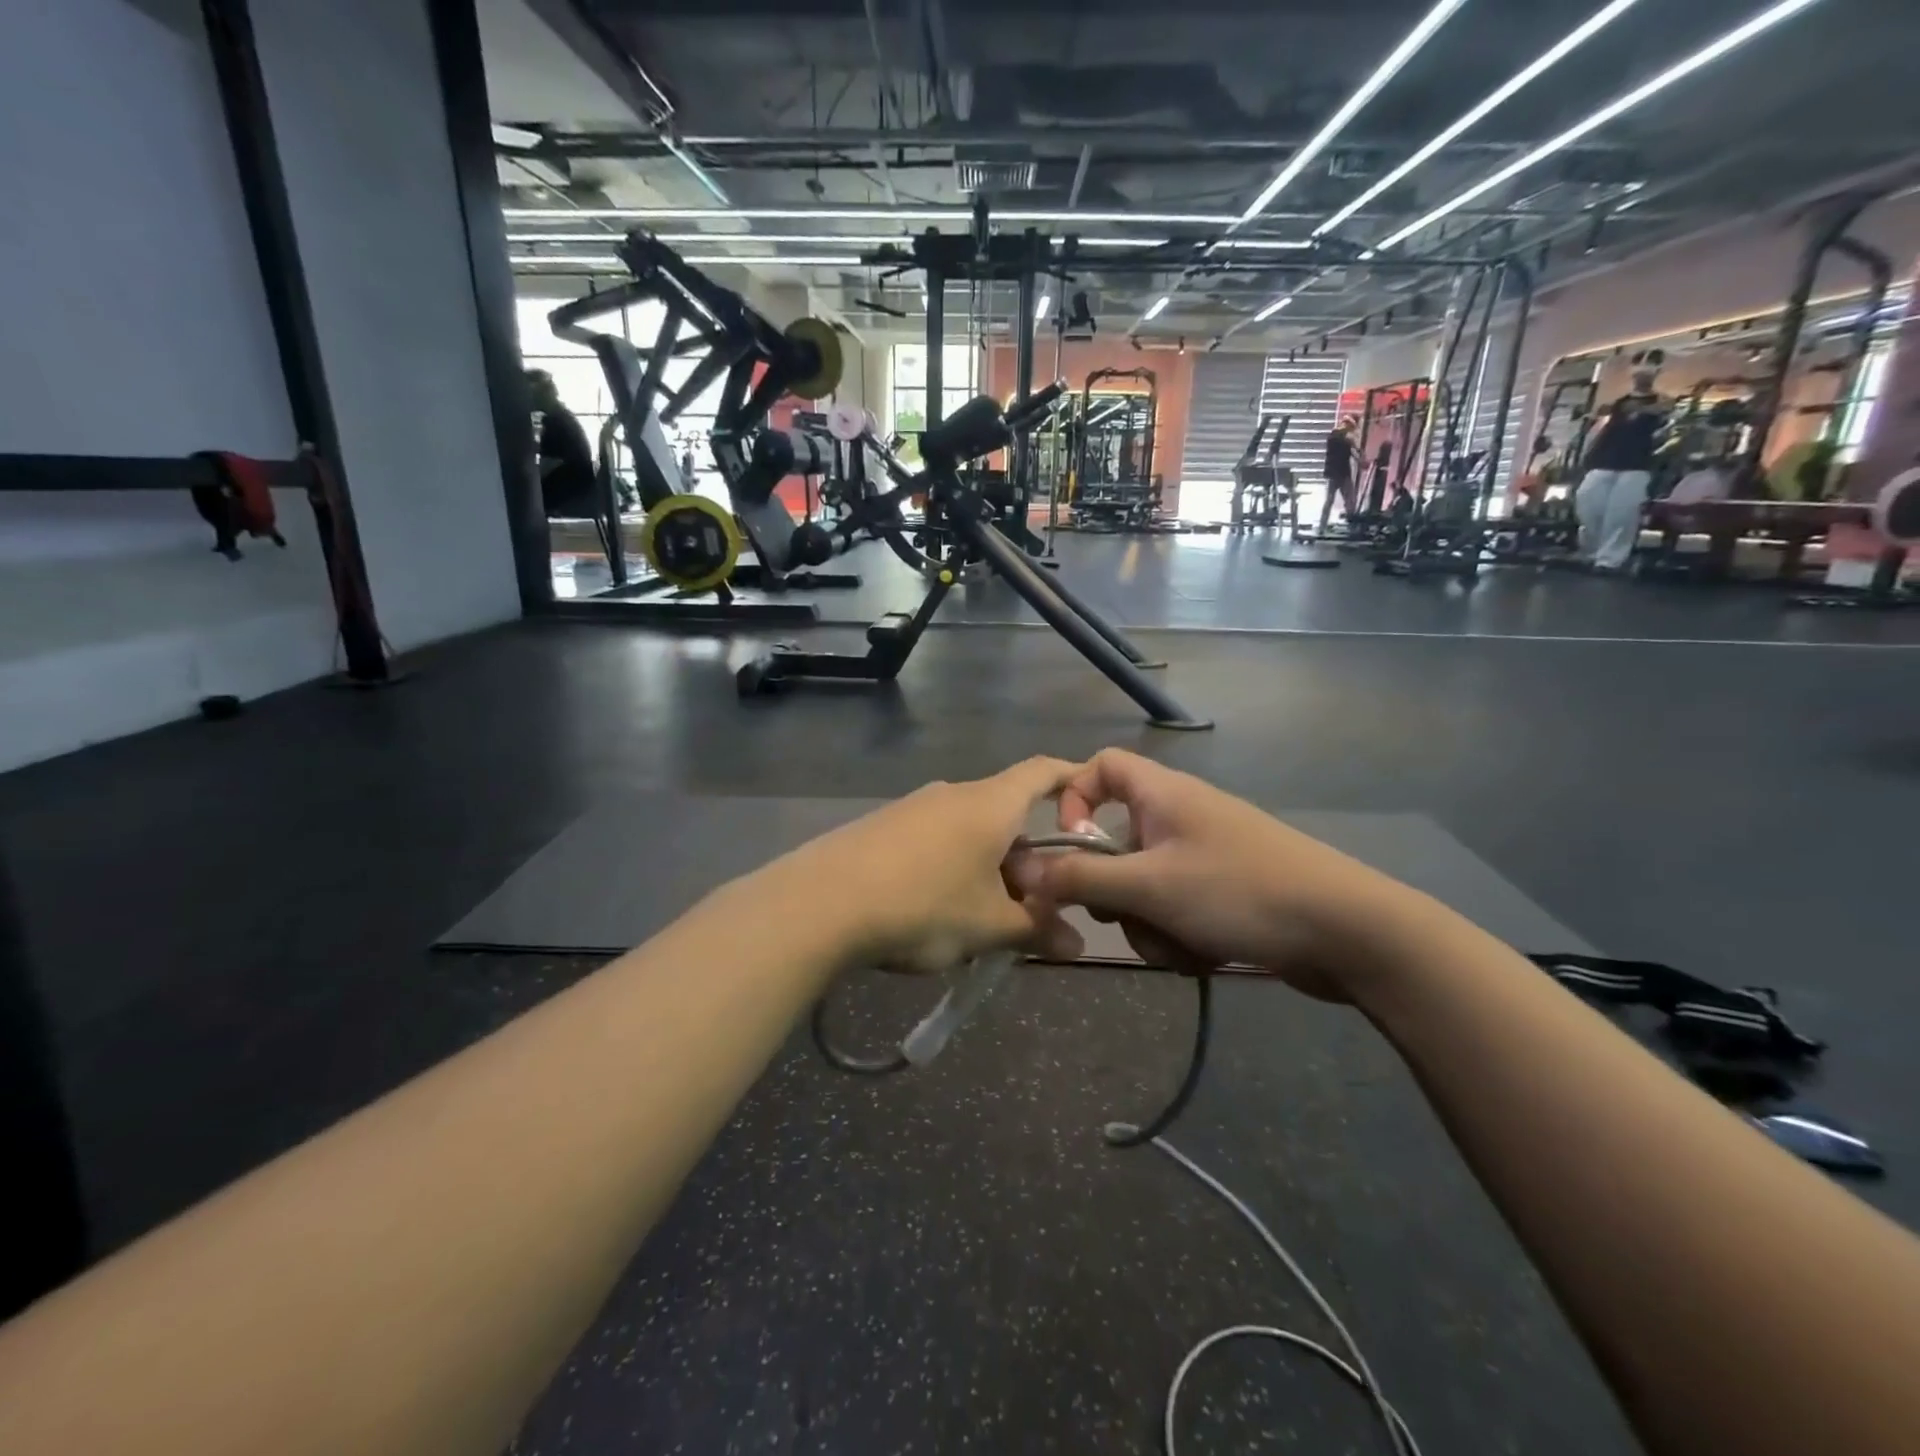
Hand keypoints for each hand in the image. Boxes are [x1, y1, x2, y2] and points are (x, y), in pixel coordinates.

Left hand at [770, 757, 1086, 974]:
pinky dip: (952, 868)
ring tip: (982, 920)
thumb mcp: (988, 926)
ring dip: (987, 869)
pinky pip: (934, 841)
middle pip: (1005, 815)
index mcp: (989, 804)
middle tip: (1029, 908)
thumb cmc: (923, 904)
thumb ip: (1036, 930)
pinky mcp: (882, 827)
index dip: (1071, 780)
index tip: (1090, 800)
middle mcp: (953, 794)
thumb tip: (1077, 946)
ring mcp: (913, 808)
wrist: (820, 903)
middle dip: (1026, 859)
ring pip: (969, 832)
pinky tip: (936, 912)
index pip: (1042, 772)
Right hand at [1008, 749, 1414, 999]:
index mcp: (1161, 794)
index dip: (1074, 798)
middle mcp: (1180, 815)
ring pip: (1144, 885)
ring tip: (1179, 946)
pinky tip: (1203, 957)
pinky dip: (1178, 934)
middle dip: (1113, 890)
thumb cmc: (1239, 891)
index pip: (1100, 767)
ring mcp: (1204, 854)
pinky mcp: (1225, 890)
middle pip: (1115, 841)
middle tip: (1127, 914)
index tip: (1068, 845)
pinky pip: (1176, 908)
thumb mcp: (1149, 887)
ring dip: (1148, 923)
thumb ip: (1081, 877)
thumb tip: (1022, 870)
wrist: (1348, 931)